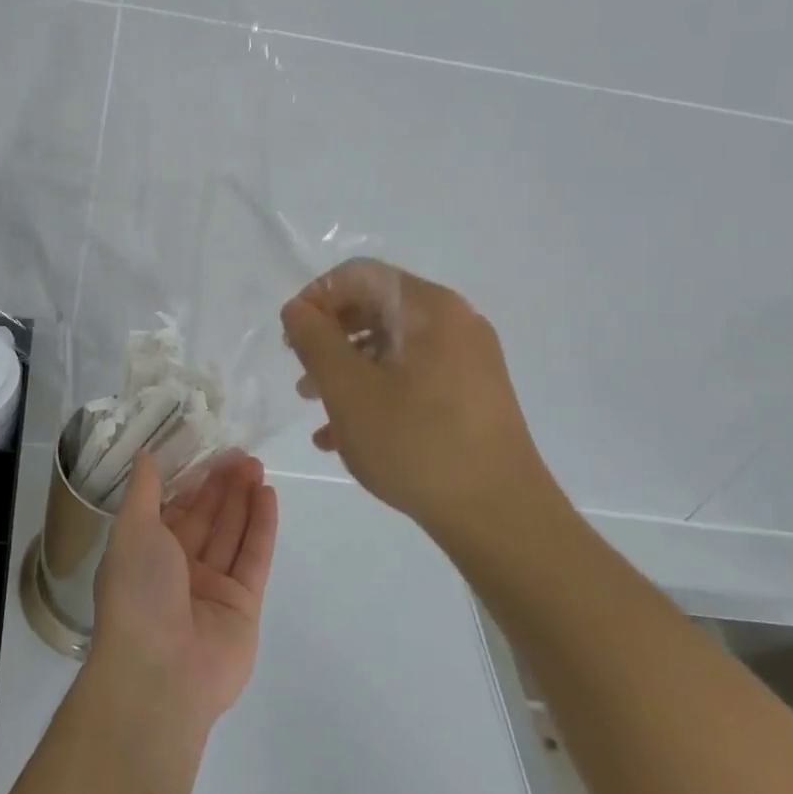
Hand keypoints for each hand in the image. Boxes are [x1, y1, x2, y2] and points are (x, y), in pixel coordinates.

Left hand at [89, 451, 277, 731]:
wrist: (159, 674)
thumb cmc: (137, 593)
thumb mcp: (131, 531)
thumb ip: (143, 492)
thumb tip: (145, 455)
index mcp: (146, 553)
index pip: (174, 508)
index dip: (192, 479)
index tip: (210, 450)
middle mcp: (179, 569)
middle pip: (206, 518)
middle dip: (222, 486)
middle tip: (242, 454)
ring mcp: (212, 588)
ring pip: (231, 533)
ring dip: (243, 499)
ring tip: (257, 466)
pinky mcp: (243, 605)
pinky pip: (253, 557)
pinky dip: (261, 526)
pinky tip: (268, 495)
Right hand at [280, 259, 560, 538]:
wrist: (500, 517)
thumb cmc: (416, 443)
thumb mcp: (349, 390)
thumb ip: (315, 340)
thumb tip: (298, 309)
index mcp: (429, 307)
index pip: (358, 275)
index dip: (316, 299)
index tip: (291, 341)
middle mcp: (454, 322)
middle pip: (375, 308)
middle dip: (330, 338)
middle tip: (302, 375)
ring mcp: (467, 360)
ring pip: (391, 347)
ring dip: (347, 369)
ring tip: (316, 407)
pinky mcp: (471, 395)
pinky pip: (412, 376)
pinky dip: (376, 392)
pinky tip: (345, 434)